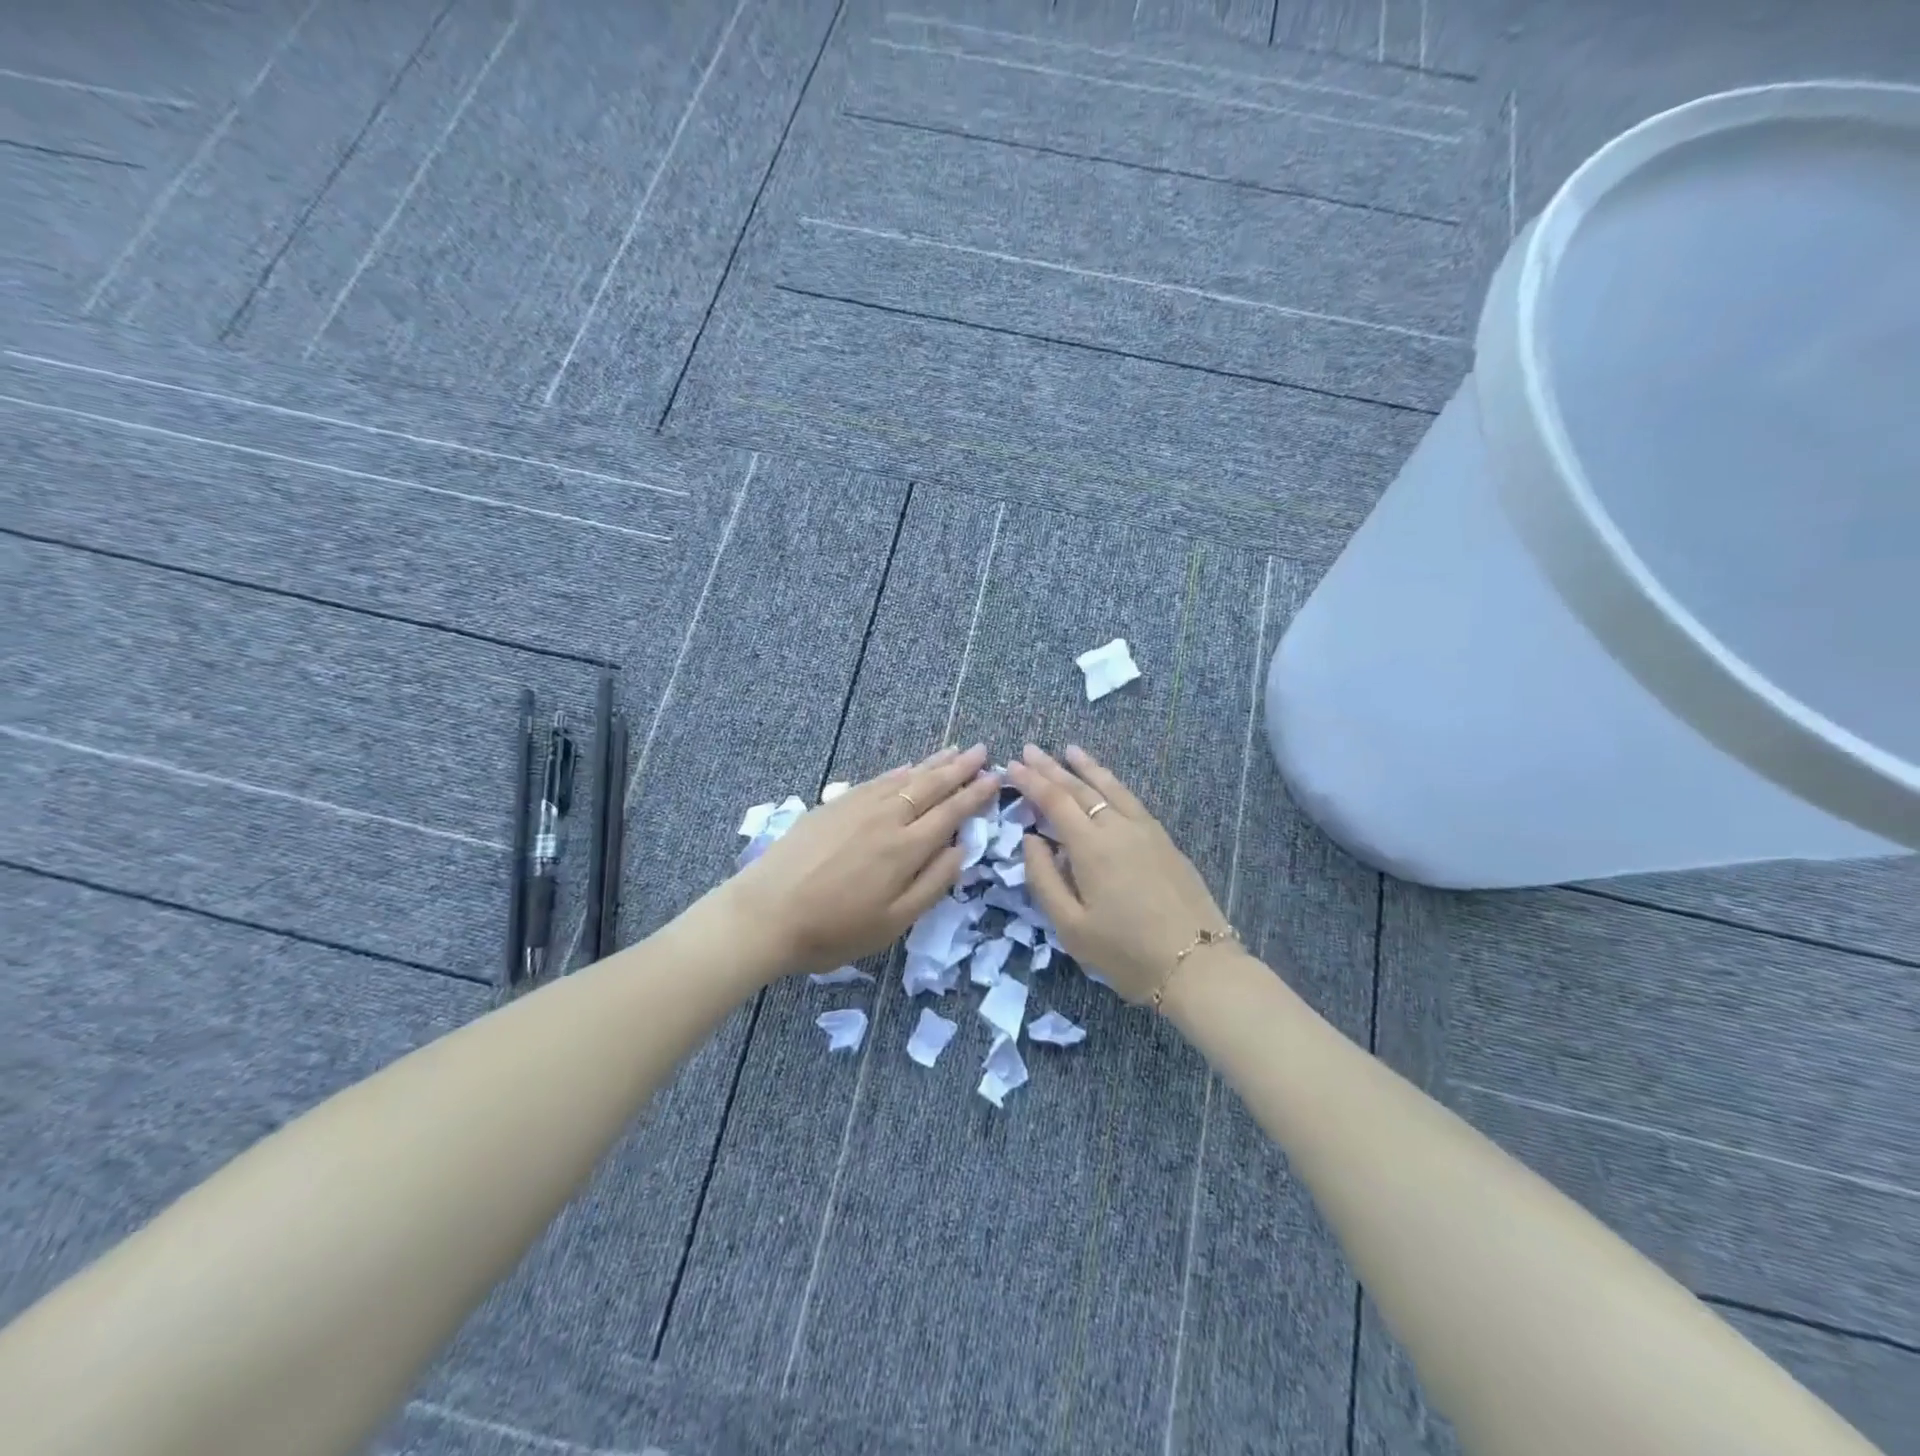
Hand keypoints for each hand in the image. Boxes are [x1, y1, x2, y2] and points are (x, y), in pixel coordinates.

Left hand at [724, 746, 1000, 975]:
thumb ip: (932, 883)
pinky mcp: (834, 804)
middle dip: (960, 768)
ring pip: (905, 777)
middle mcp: (887, 817)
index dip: (975, 795)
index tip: (996, 778)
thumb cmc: (833, 929)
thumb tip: (962, 848)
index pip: (951, 812)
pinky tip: (908, 766)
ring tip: (954, 750)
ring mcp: (858, 806)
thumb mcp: (893, 922)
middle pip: (931, 786)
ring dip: (933, 763)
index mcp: (906, 848)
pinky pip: (877, 780)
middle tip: (982, 751)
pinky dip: (899, 771)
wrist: (765, 914)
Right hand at [1009, 744, 1231, 1003]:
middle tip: (1030, 749)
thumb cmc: (1125, 951)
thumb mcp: (1070, 926)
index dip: (1031, 781)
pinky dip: (1112, 783)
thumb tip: (1030, 839)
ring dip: (1087, 767)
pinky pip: (1131, 799)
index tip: (1011, 765)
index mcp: (1091, 846)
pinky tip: (1108, 783)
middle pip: (1080, 788)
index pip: (1055, 801)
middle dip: (1051, 767)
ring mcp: (1146, 831)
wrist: (1197, 966)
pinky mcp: (1164, 840)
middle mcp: (1118, 827)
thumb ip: (1044, 878)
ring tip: (1070, 749)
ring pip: (1111, 788)